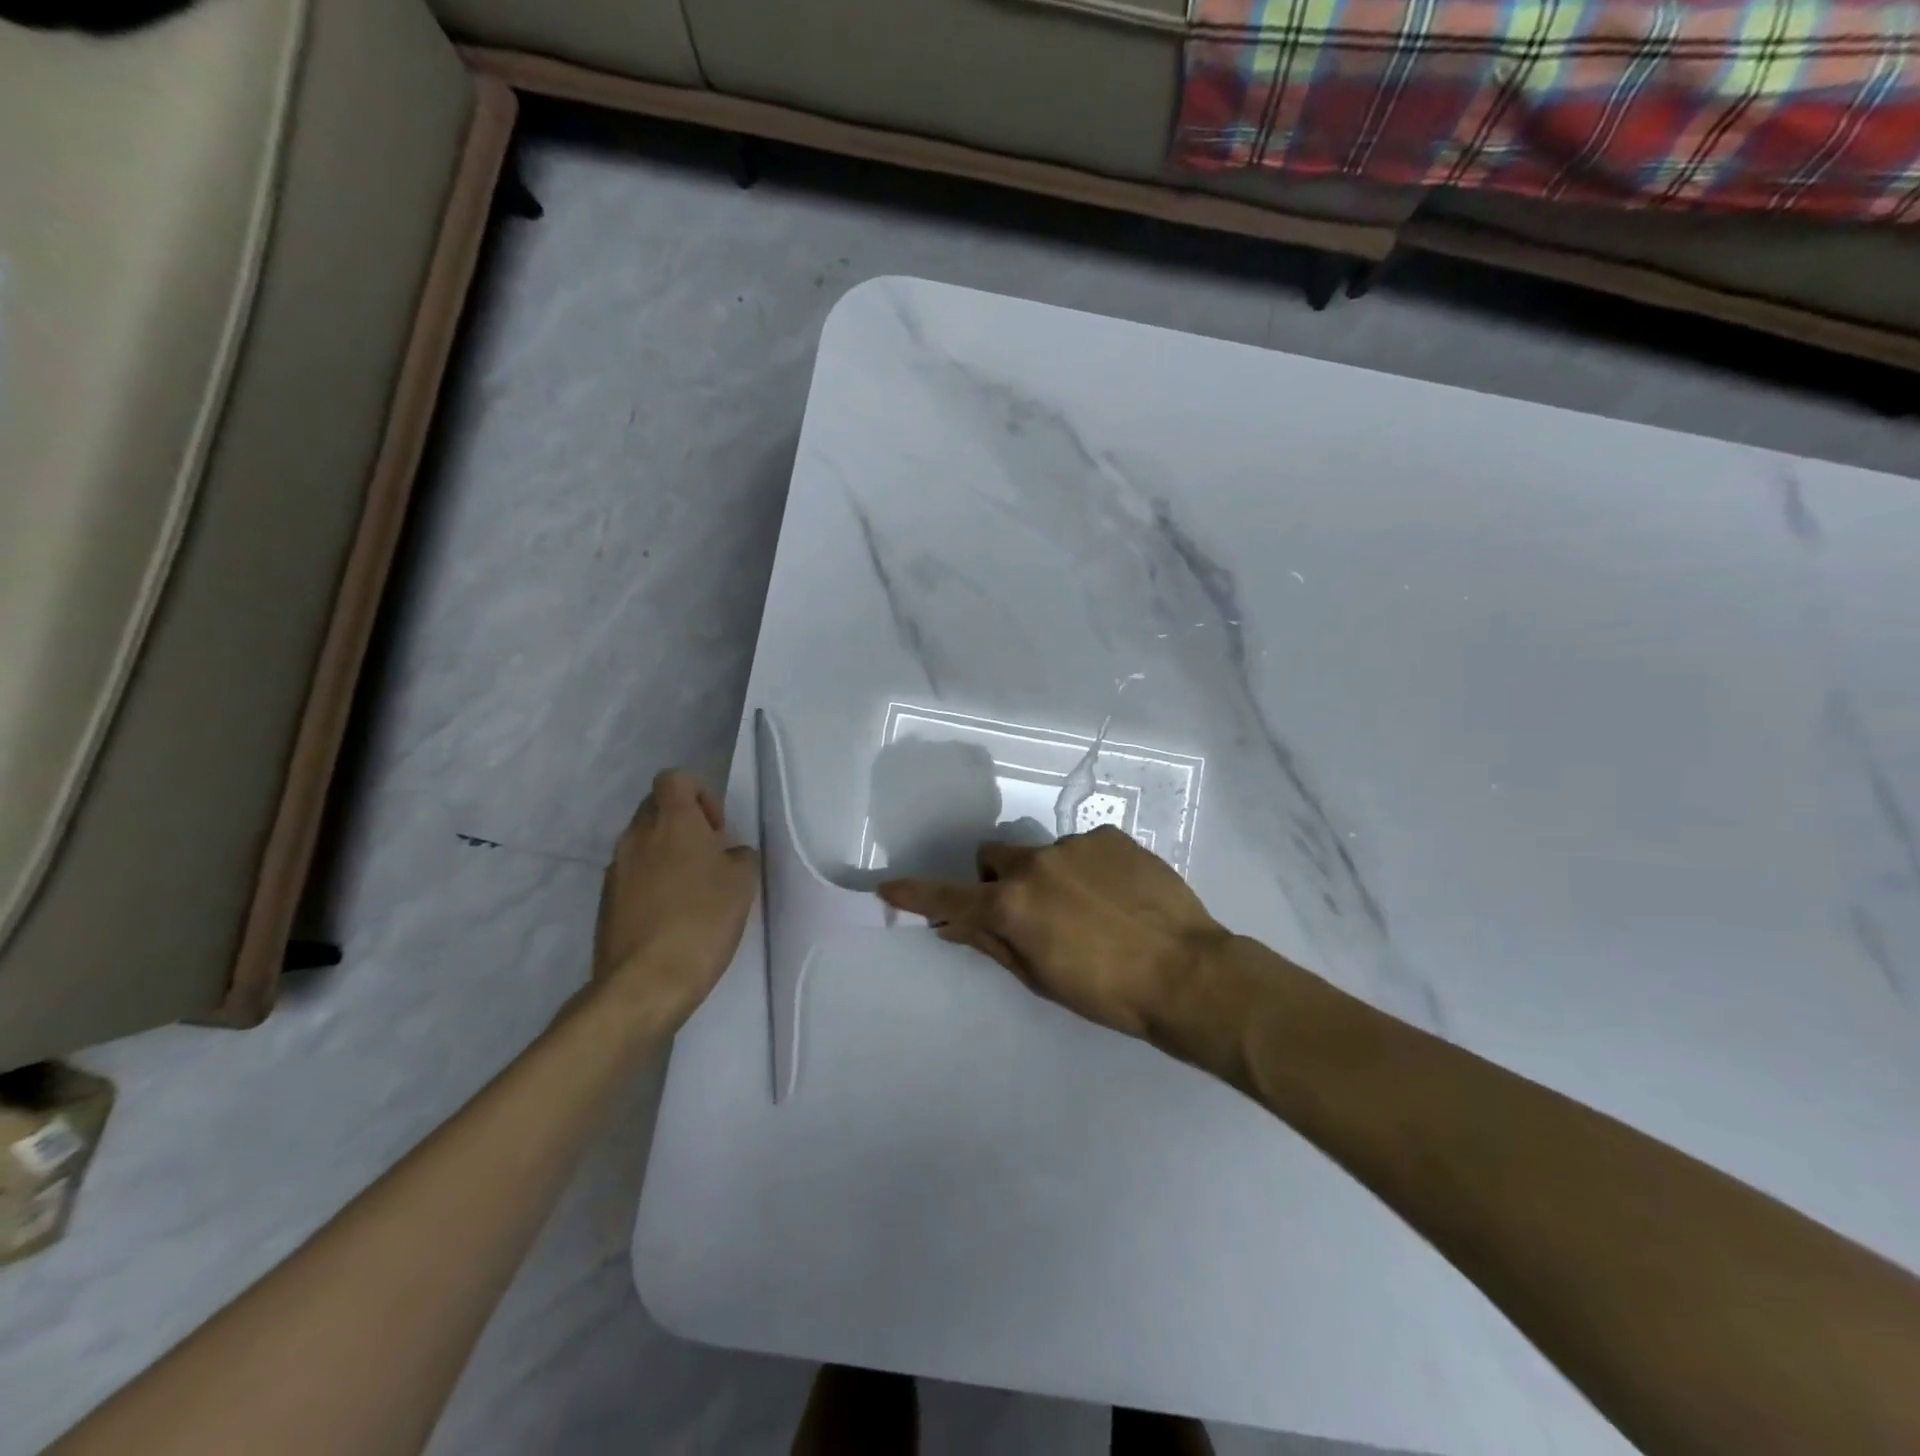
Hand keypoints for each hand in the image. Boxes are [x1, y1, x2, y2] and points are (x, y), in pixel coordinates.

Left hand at [590, 770, 758, 1034]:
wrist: (645, 983)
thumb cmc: (702, 921)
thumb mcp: (743, 883)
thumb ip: (739, 856)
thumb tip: (728, 855)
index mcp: (672, 822)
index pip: (675, 778)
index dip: (699, 794)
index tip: (716, 828)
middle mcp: (637, 836)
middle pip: (656, 807)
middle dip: (683, 823)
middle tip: (708, 856)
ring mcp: (616, 869)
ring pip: (642, 842)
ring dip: (666, 853)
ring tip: (692, 889)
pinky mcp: (605, 901)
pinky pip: (631, 874)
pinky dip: (651, 882)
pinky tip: (671, 915)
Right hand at [879, 826, 1229, 1040]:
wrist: (1187, 973)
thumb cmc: (1108, 993)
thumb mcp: (1041, 977)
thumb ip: (992, 942)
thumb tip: (951, 924)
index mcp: (1012, 904)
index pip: (951, 897)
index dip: (917, 894)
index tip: (888, 887)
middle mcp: (1035, 864)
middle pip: (994, 858)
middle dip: (999, 880)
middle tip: (1030, 912)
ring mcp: (1074, 844)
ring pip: (1041, 854)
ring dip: (1049, 876)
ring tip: (1091, 910)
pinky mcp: (1110, 835)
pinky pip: (1082, 847)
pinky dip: (1086, 867)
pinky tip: (1117, 895)